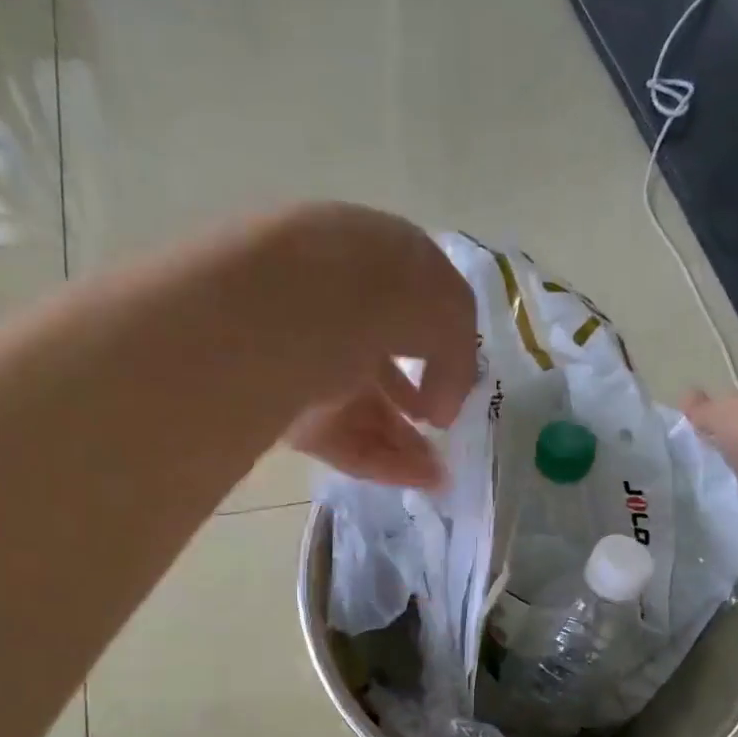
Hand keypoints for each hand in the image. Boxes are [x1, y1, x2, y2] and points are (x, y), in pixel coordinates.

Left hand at [261, 204, 477, 487]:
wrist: (293, 307)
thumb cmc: (383, 288)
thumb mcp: (448, 308)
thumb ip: (456, 356)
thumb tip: (441, 407)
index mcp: (367, 258)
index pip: (405, 305)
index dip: (436, 345)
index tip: (455, 380)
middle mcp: (330, 302)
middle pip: (380, 362)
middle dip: (418, 402)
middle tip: (443, 430)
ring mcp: (301, 355)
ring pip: (361, 406)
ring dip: (405, 441)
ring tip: (438, 473)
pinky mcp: (281, 404)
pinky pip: (339, 436)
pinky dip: (380, 459)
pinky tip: (417, 478)